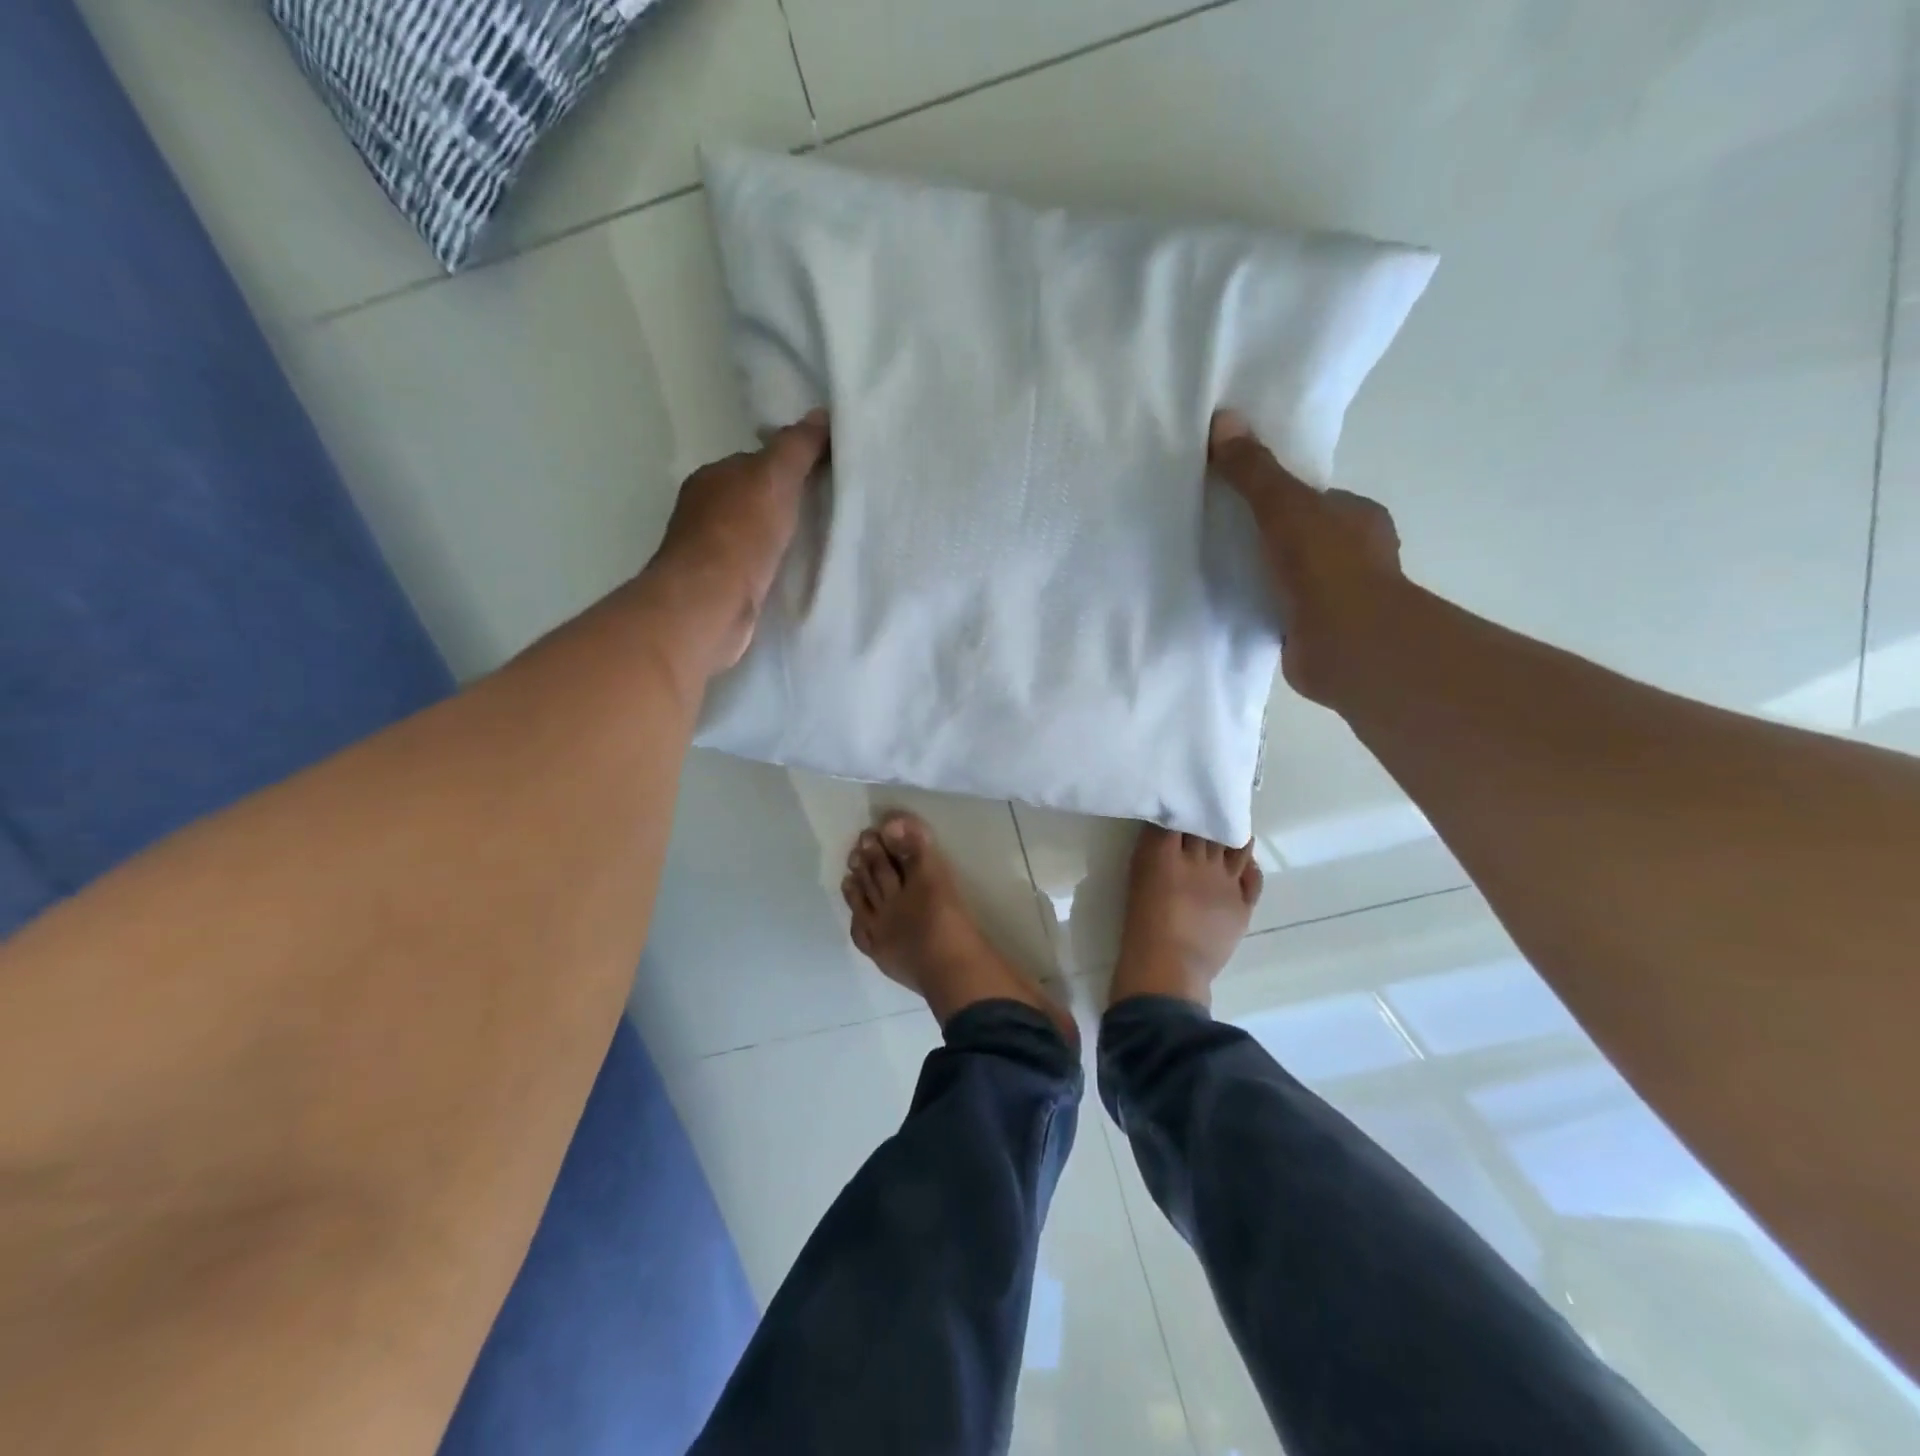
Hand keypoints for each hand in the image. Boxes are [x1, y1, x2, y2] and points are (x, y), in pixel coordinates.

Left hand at [644, 411, 828, 673]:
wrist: (710, 604)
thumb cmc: (740, 534)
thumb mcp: (775, 477)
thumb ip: (797, 446)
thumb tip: (821, 413)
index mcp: (712, 477)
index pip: (755, 463)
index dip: (789, 467)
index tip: (824, 479)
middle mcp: (704, 510)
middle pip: (754, 500)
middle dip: (785, 506)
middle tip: (827, 515)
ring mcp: (708, 552)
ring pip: (753, 536)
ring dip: (779, 540)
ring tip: (817, 548)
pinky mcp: (717, 588)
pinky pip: (753, 568)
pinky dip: (771, 569)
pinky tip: (793, 576)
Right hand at [1208, 410, 1402, 706]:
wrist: (1347, 646)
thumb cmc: (1326, 567)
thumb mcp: (1284, 506)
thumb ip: (1254, 471)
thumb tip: (1224, 419)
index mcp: (1359, 517)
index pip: (1312, 499)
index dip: (1276, 497)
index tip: (1236, 501)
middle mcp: (1355, 555)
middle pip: (1300, 537)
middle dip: (1265, 538)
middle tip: (1217, 536)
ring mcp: (1338, 598)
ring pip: (1290, 576)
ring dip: (1261, 576)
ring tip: (1215, 572)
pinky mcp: (1316, 633)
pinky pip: (1280, 610)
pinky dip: (1259, 608)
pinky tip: (1229, 606)